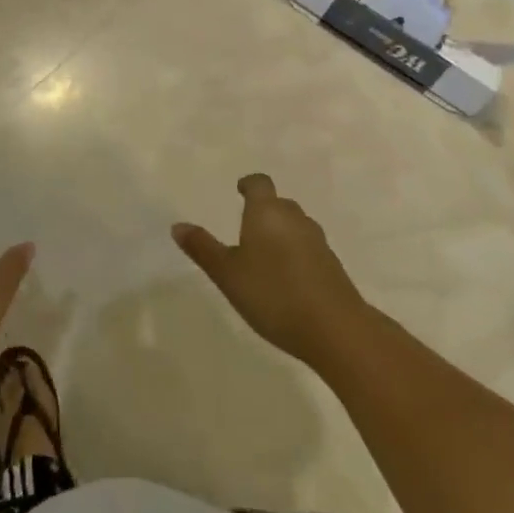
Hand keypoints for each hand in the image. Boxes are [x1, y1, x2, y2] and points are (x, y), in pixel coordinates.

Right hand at [173, 174, 370, 368]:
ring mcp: (318, 241)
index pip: (259, 184)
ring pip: (295, 225)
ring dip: (281, 232)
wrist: (335, 328)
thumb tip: (178, 225)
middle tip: (246, 227)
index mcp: (266, 212)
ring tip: (264, 254)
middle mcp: (294, 218)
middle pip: (279, 203)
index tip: (239, 190)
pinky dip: (296, 254)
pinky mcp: (332, 265)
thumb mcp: (227, 274)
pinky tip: (287, 278)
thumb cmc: (273, 294)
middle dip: (263, 210)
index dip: (248, 184)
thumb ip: (203, 248)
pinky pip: (308, 248)